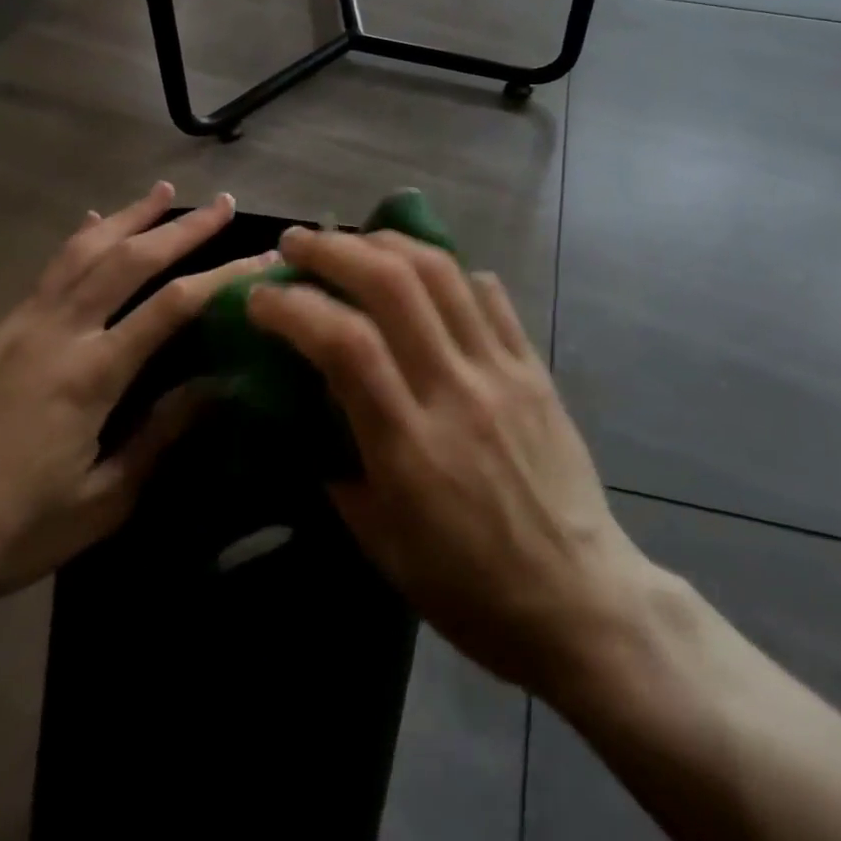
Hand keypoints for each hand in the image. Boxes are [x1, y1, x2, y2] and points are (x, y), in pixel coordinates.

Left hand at [0, 182, 271, 605]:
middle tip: (223, 204)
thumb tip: (216, 386)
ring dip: (129, 216)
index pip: (173, 306)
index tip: (262, 256)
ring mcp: (18, 325)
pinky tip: (92, 224)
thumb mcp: (104, 498)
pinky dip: (79, 241)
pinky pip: (46, 272)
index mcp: (89, 373)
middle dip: (182, 228)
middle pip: (128, 259)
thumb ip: (161, 435)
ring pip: (82, 251)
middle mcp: (55, 332)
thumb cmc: (15, 529)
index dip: (223, 275)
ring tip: (164, 191)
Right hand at [246, 228, 658, 697]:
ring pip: (443, 273)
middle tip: (297, 243)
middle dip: (335, 250)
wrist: (580, 601)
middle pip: (393, 284)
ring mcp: (502, 371)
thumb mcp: (382, 547)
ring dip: (388, 241)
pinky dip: (450, 270)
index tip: (260, 297)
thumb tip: (309, 410)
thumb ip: (338, 470)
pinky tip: (426, 272)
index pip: (345, 344)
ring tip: (355, 239)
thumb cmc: (470, 590)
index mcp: (410, 446)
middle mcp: (456, 390)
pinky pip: (490, 295)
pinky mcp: (534, 366)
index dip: (294, 306)